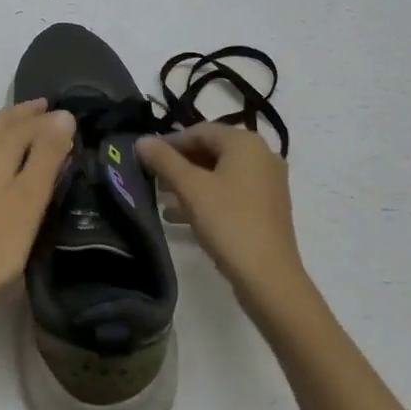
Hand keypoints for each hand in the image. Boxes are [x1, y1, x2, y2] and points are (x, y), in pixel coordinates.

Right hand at [137, 123, 304, 316]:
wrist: (269, 278)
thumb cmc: (228, 222)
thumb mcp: (190, 188)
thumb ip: (164, 160)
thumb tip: (142, 140)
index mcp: (246, 143)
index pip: (200, 131)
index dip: (170, 142)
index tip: (145, 158)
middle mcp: (262, 156)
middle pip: (211, 150)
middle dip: (179, 163)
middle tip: (152, 177)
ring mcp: (267, 183)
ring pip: (220, 173)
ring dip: (189, 182)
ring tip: (161, 197)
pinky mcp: (267, 208)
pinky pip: (231, 192)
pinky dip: (206, 198)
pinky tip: (180, 216)